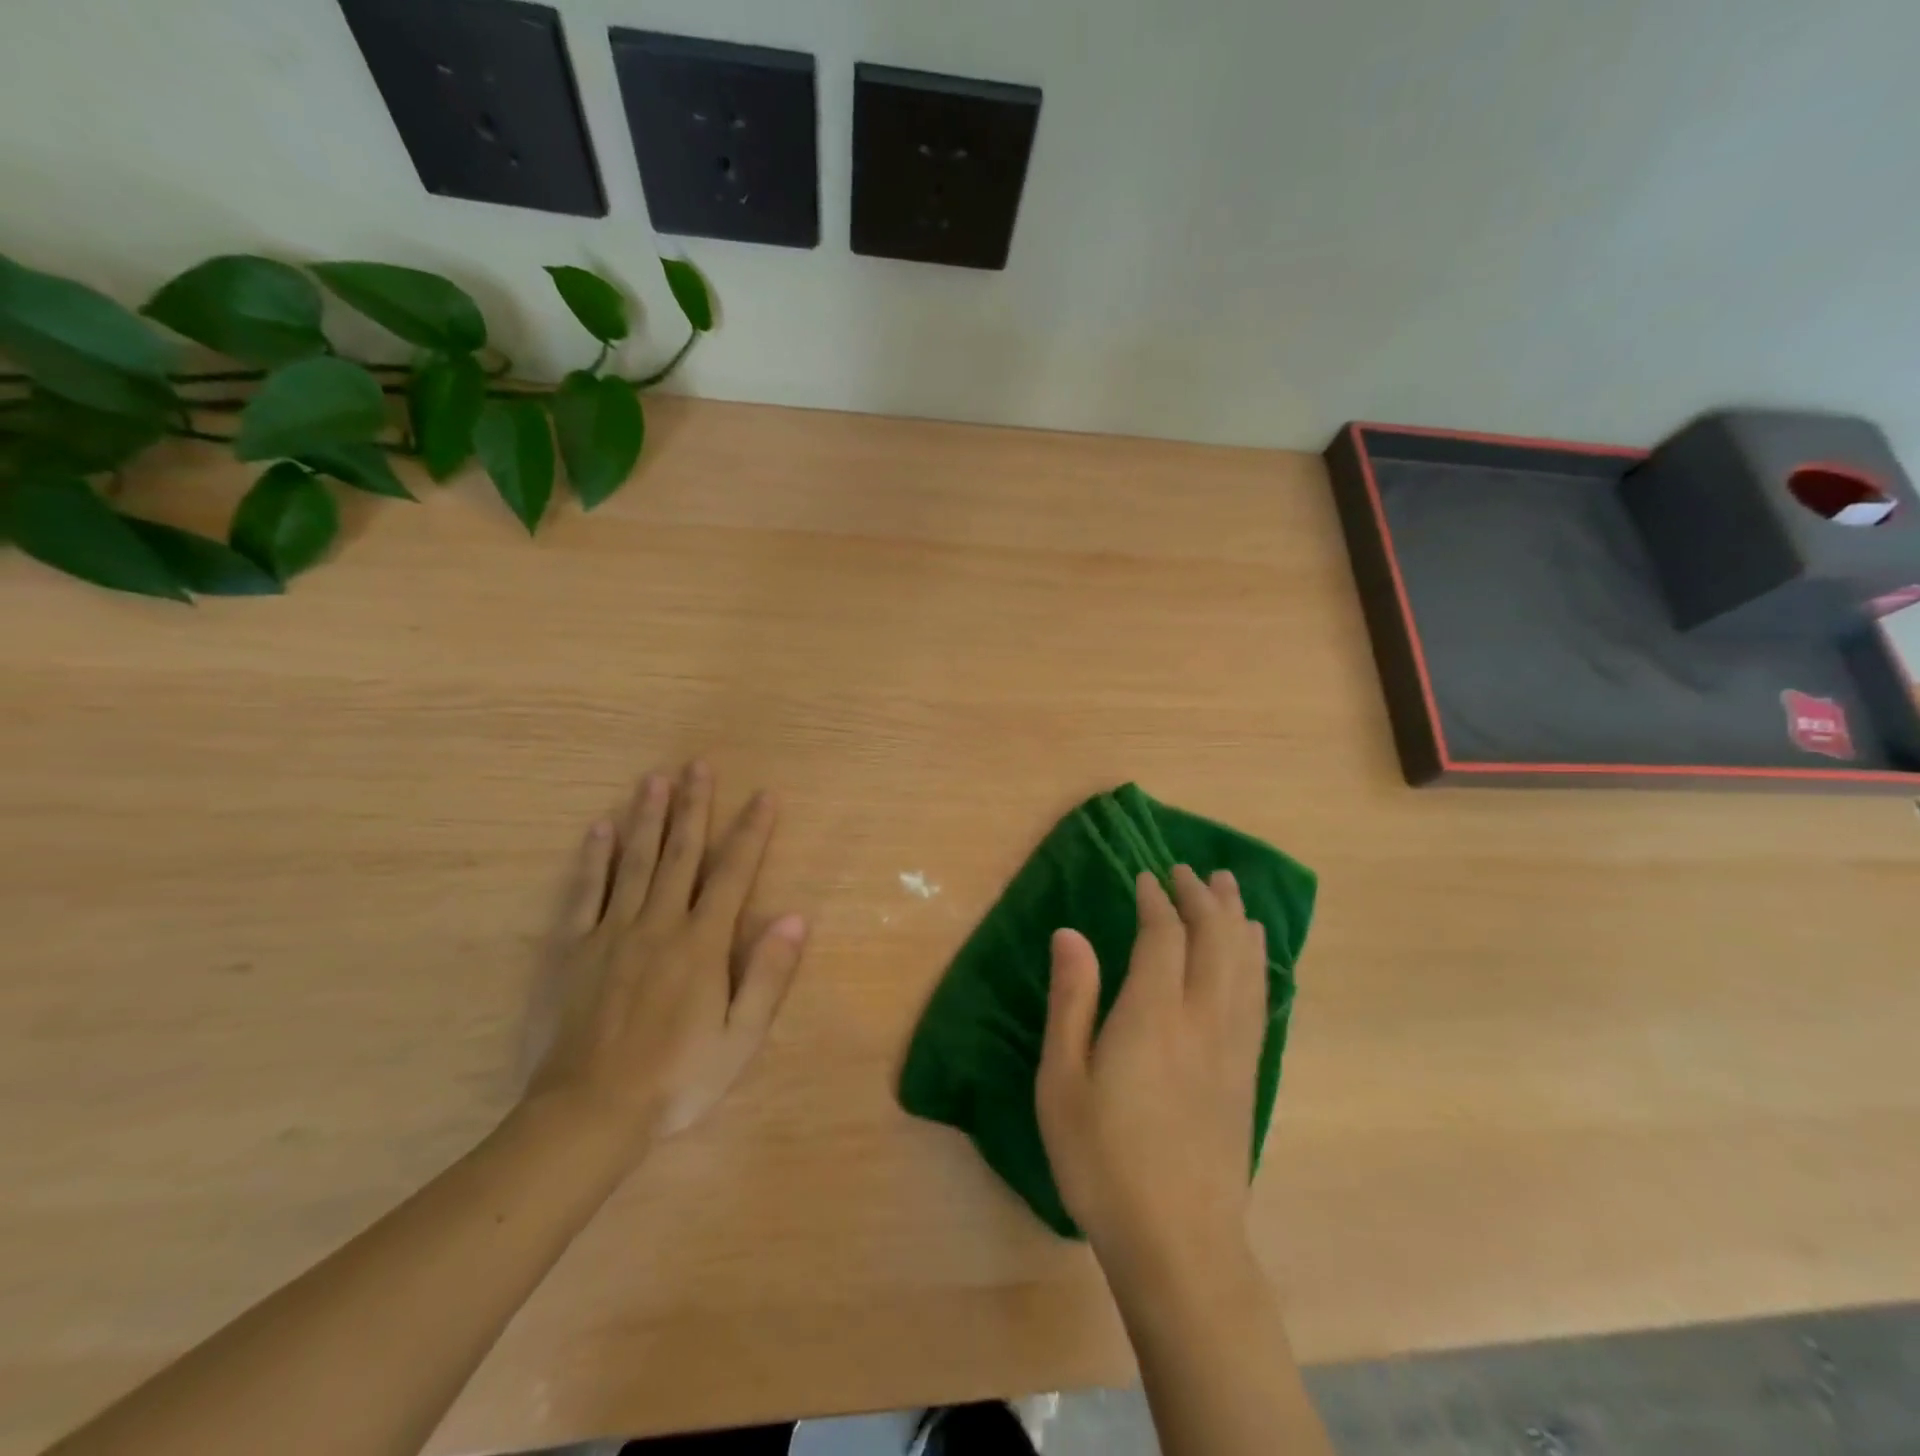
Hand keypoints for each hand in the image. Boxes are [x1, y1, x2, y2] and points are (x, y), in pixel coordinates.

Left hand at [525, 761, 807, 1153]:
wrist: (589, 1115)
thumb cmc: (676, 1078)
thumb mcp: (740, 1038)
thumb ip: (768, 975)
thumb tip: (796, 918)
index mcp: (702, 943)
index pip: (734, 873)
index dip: (752, 832)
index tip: (764, 796)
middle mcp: (659, 924)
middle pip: (681, 853)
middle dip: (694, 807)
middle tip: (698, 765)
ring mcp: (612, 932)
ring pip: (635, 862)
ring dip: (647, 817)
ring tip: (655, 779)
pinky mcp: (574, 949)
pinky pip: (584, 893)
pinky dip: (594, 859)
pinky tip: (599, 829)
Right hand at [1036, 866, 1266, 1271]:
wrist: (1179, 1243)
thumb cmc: (1103, 1161)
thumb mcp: (1062, 1082)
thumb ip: (1071, 1001)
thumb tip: (1070, 933)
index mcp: (1152, 1015)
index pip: (1163, 936)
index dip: (1156, 900)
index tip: (1146, 878)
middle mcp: (1201, 1019)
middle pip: (1214, 939)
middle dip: (1202, 898)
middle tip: (1189, 870)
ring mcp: (1233, 1047)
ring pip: (1244, 963)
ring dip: (1236, 919)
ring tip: (1230, 889)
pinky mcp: (1248, 1073)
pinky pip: (1259, 997)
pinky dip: (1257, 960)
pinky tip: (1255, 953)